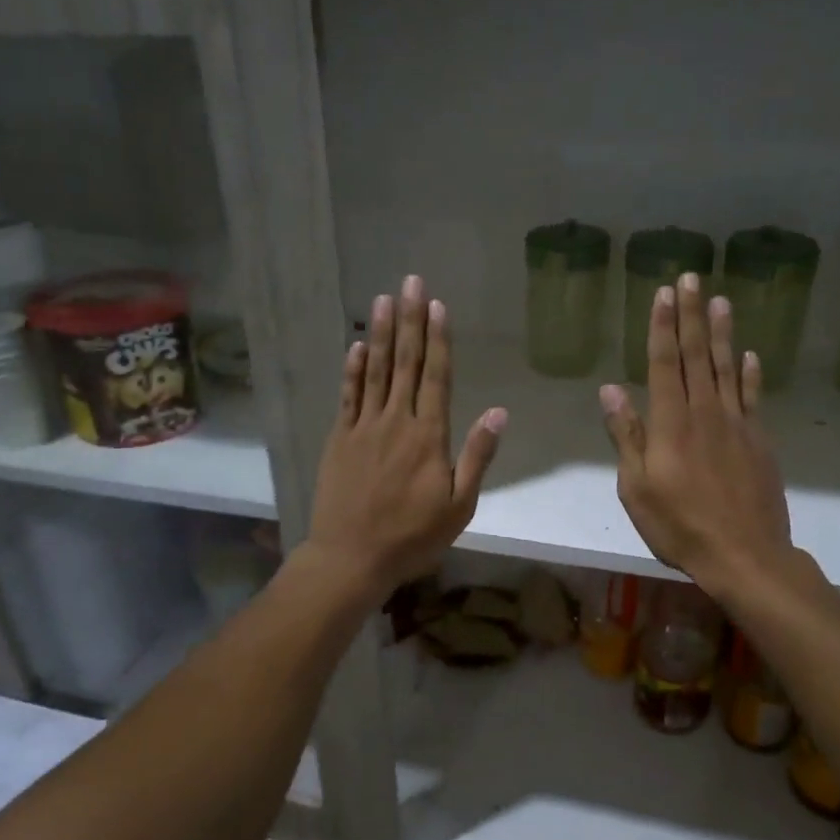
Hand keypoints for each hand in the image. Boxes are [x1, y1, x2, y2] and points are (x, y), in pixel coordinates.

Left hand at [305, 274, 505, 601]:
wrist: (352, 557)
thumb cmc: (413, 536)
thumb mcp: (459, 505)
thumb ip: (477, 456)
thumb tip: (498, 412)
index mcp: (429, 436)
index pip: (436, 377)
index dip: (438, 339)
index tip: (438, 306)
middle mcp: (396, 422)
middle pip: (405, 363)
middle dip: (410, 320)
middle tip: (411, 282)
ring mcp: (364, 428)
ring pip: (375, 371)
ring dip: (381, 334)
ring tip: (384, 299)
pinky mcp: (340, 439)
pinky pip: (348, 396)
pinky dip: (352, 369)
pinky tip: (356, 346)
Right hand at [599, 273, 792, 593]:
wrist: (745, 555)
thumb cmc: (679, 526)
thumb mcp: (637, 488)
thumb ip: (627, 436)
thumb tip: (610, 391)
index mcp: (671, 424)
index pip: (664, 364)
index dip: (663, 327)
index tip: (663, 294)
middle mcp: (705, 413)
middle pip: (697, 355)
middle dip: (691, 315)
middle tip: (690, 277)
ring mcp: (736, 425)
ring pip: (727, 368)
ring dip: (722, 333)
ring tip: (720, 300)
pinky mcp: (759, 441)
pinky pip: (753, 398)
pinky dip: (751, 374)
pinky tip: (750, 355)